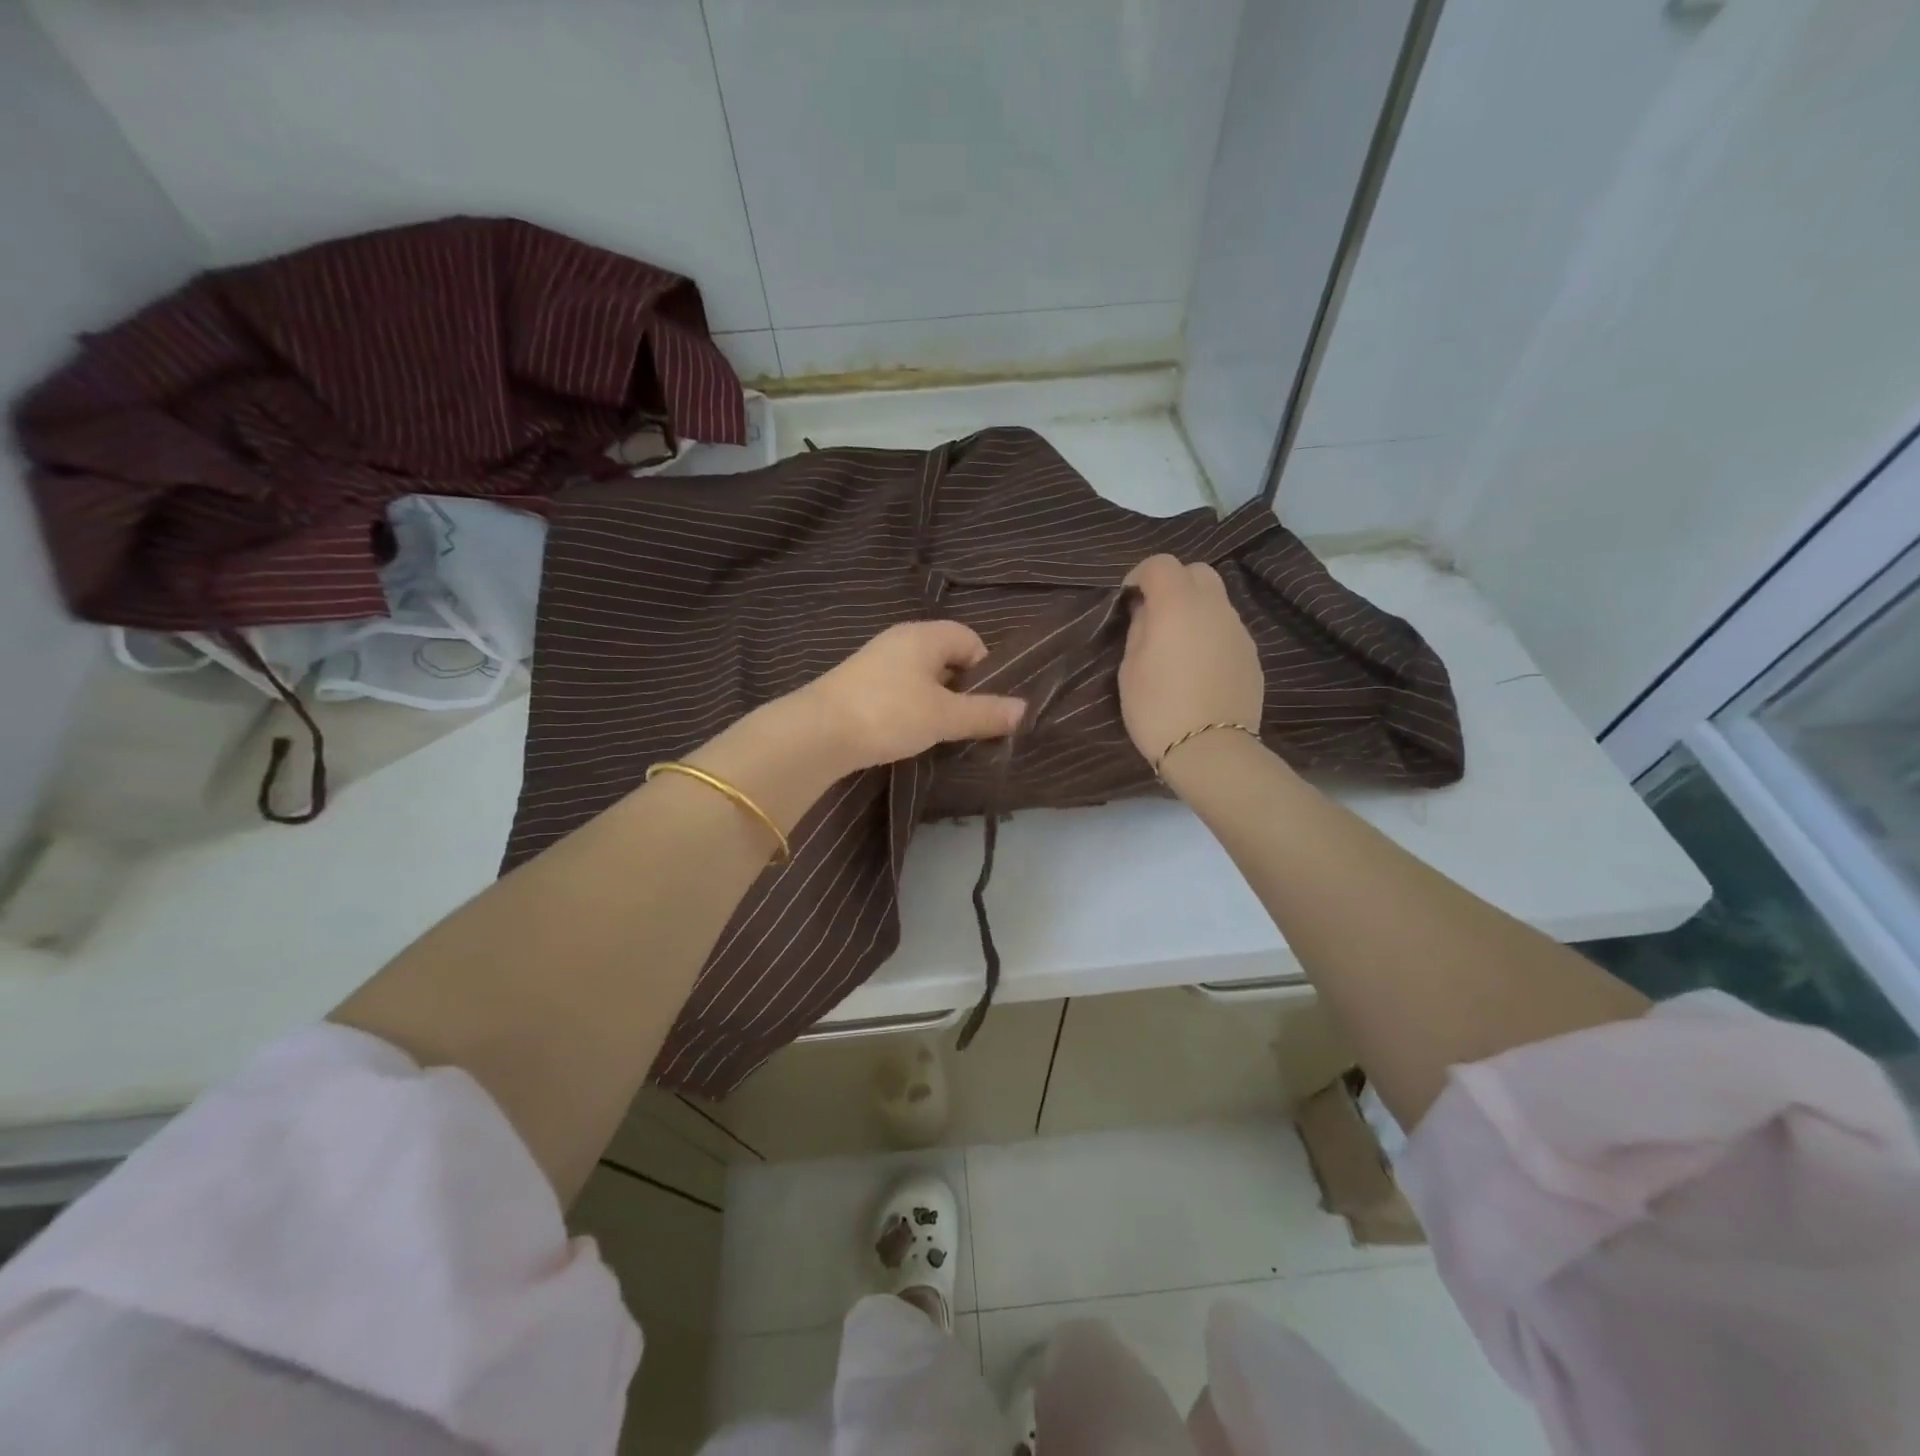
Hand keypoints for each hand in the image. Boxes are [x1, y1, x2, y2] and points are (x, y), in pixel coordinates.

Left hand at [792, 620, 1027, 773]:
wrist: (817, 733)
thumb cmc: (889, 714)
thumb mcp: (944, 716)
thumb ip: (985, 713)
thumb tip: (1024, 709)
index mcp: (924, 636)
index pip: (970, 639)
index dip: (986, 669)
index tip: (987, 704)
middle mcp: (900, 641)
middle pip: (946, 658)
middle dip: (962, 689)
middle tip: (969, 722)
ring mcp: (876, 663)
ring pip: (922, 678)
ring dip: (937, 702)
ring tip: (942, 733)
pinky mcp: (859, 686)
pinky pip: (900, 691)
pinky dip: (912, 709)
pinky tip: (909, 734)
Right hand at [1118, 555, 1263, 766]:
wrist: (1211, 750)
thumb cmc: (1157, 708)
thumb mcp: (1130, 668)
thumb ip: (1139, 628)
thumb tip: (1148, 610)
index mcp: (1178, 604)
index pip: (1161, 563)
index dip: (1140, 575)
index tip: (1128, 600)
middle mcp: (1214, 606)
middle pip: (1196, 571)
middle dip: (1173, 583)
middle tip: (1154, 614)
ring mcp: (1238, 629)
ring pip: (1216, 599)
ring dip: (1194, 607)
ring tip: (1177, 642)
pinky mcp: (1251, 653)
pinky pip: (1227, 628)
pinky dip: (1210, 632)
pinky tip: (1198, 664)